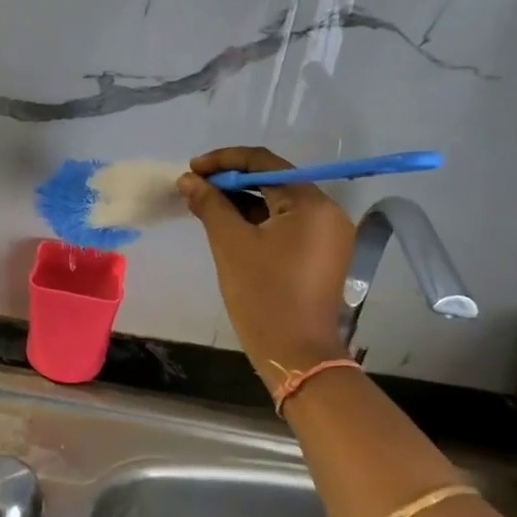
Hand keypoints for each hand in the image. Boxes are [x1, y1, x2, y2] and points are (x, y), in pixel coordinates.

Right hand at [178, 147, 357, 390]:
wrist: (296, 355)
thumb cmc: (262, 295)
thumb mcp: (230, 243)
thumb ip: (210, 204)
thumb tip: (189, 179)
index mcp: (311, 203)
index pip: (265, 163)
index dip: (225, 161)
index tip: (193, 168)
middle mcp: (327, 212)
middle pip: (274, 181)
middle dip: (232, 181)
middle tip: (195, 186)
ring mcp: (328, 234)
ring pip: (279, 203)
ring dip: (243, 200)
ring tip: (206, 204)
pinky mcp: (322, 254)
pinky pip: (287, 224)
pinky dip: (258, 220)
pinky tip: (228, 224)